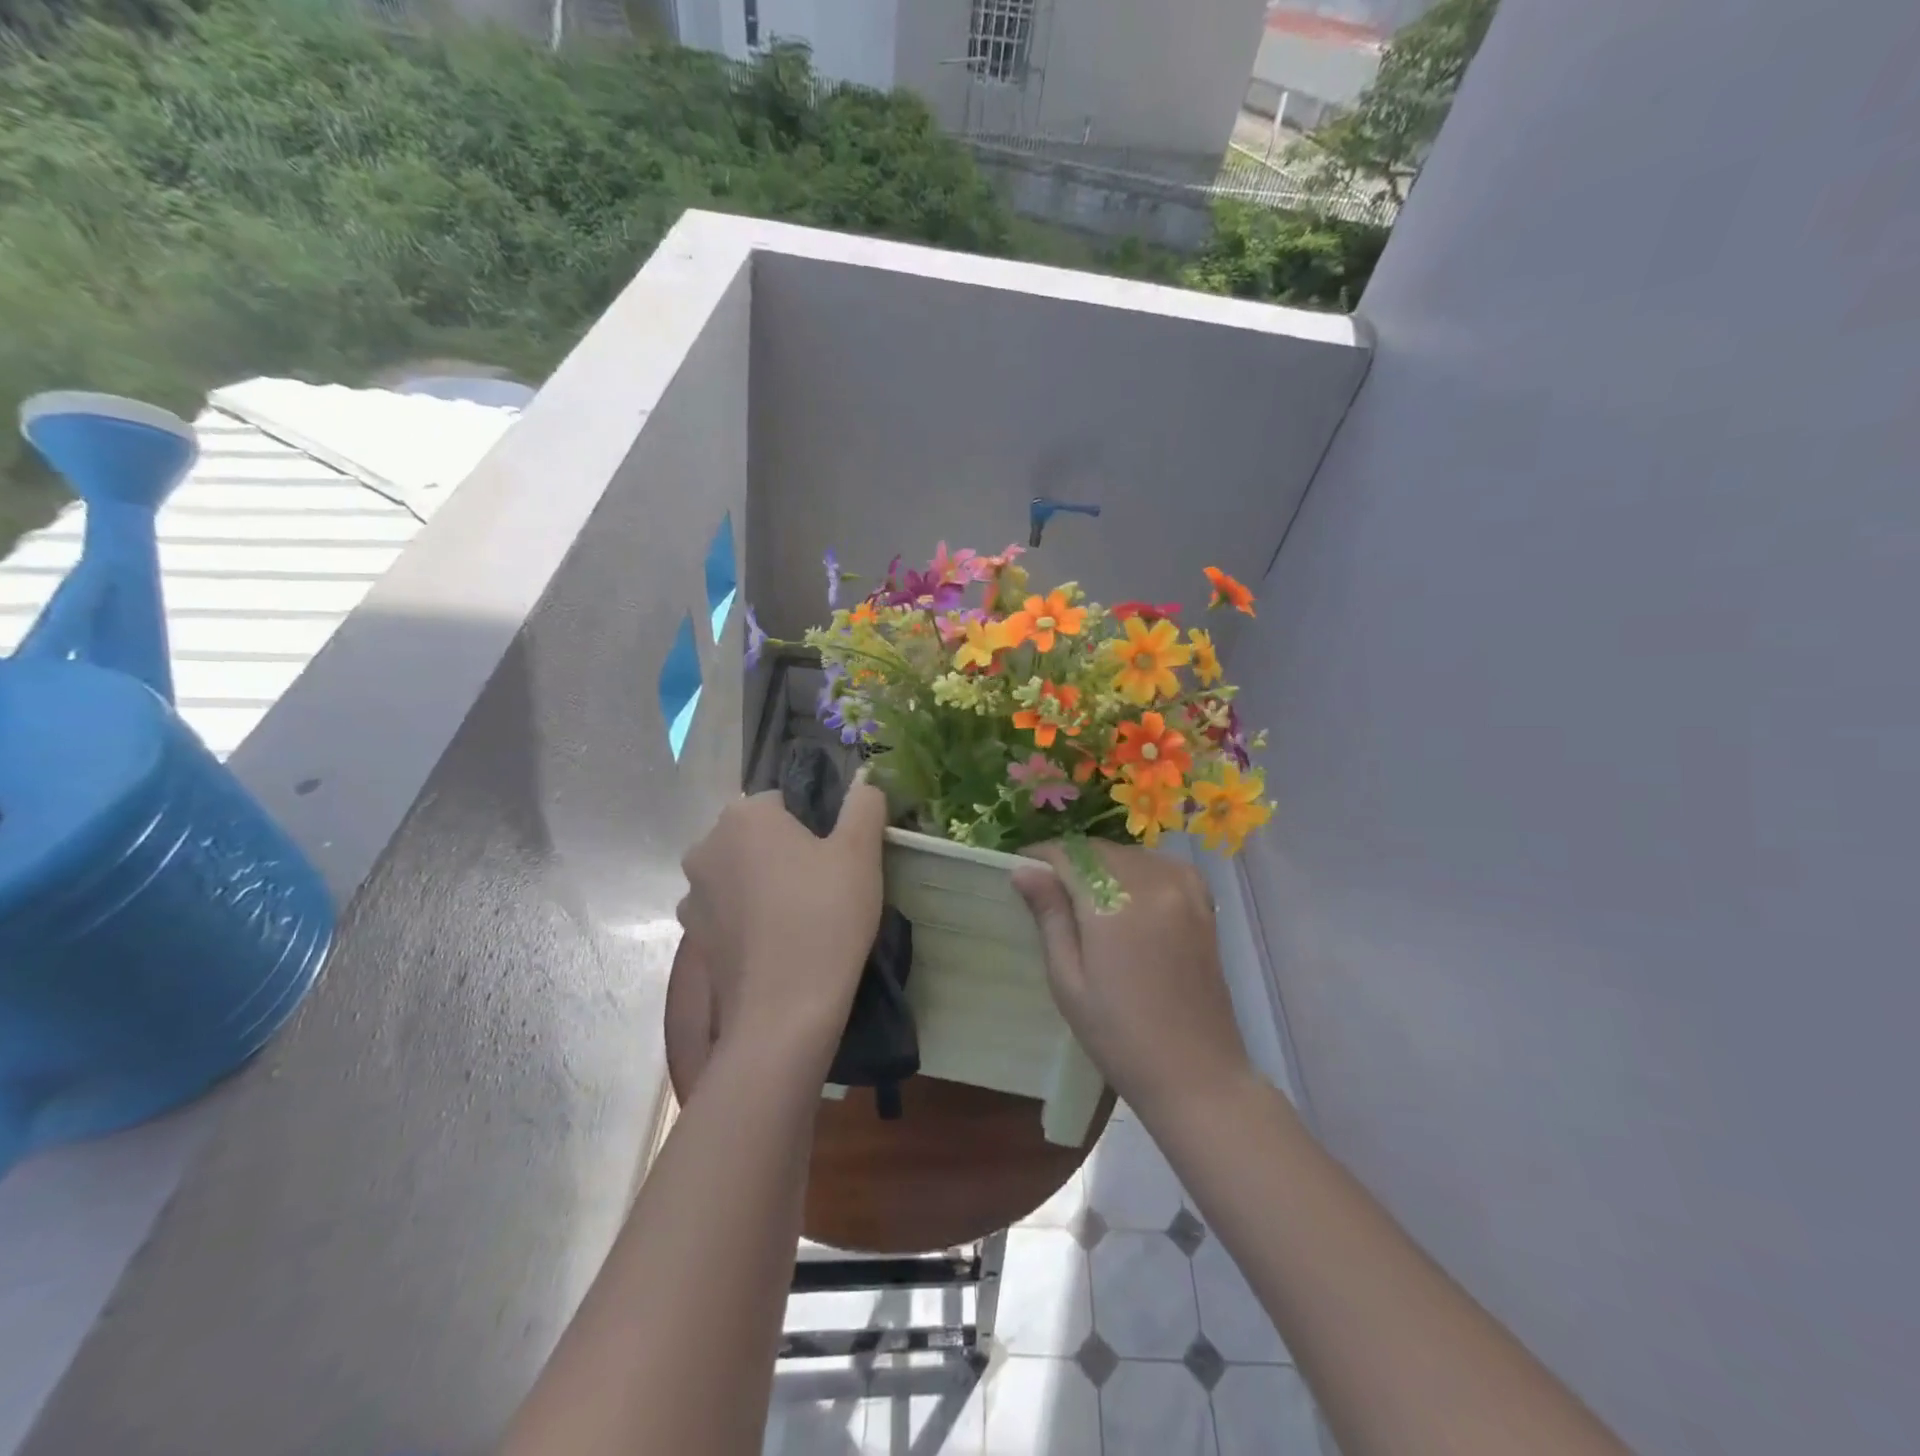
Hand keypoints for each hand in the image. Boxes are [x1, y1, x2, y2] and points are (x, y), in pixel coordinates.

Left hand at [677, 776, 886, 1064]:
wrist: (784, 1012)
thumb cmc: (825, 917)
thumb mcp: (860, 851)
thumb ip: (863, 804)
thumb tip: (865, 780)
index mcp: (744, 816)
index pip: (784, 801)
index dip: (815, 825)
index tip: (837, 858)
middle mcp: (706, 846)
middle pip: (757, 836)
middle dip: (786, 852)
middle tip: (825, 886)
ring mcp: (693, 895)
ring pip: (741, 874)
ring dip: (764, 884)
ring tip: (802, 919)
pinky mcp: (694, 937)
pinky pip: (729, 912)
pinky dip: (750, 918)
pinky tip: (779, 943)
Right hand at [1014, 842, 1253, 1120]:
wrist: (1197, 1075)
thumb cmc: (1119, 1037)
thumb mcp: (1068, 982)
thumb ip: (1049, 917)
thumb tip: (1023, 870)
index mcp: (1115, 904)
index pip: (1069, 855)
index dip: (1041, 856)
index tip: (1020, 869)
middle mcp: (1153, 883)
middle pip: (1100, 850)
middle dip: (1070, 860)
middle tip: (1047, 888)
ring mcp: (1184, 890)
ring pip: (1129, 854)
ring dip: (1102, 863)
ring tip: (1084, 895)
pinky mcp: (1202, 903)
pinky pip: (1162, 865)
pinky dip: (1138, 869)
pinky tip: (1128, 894)